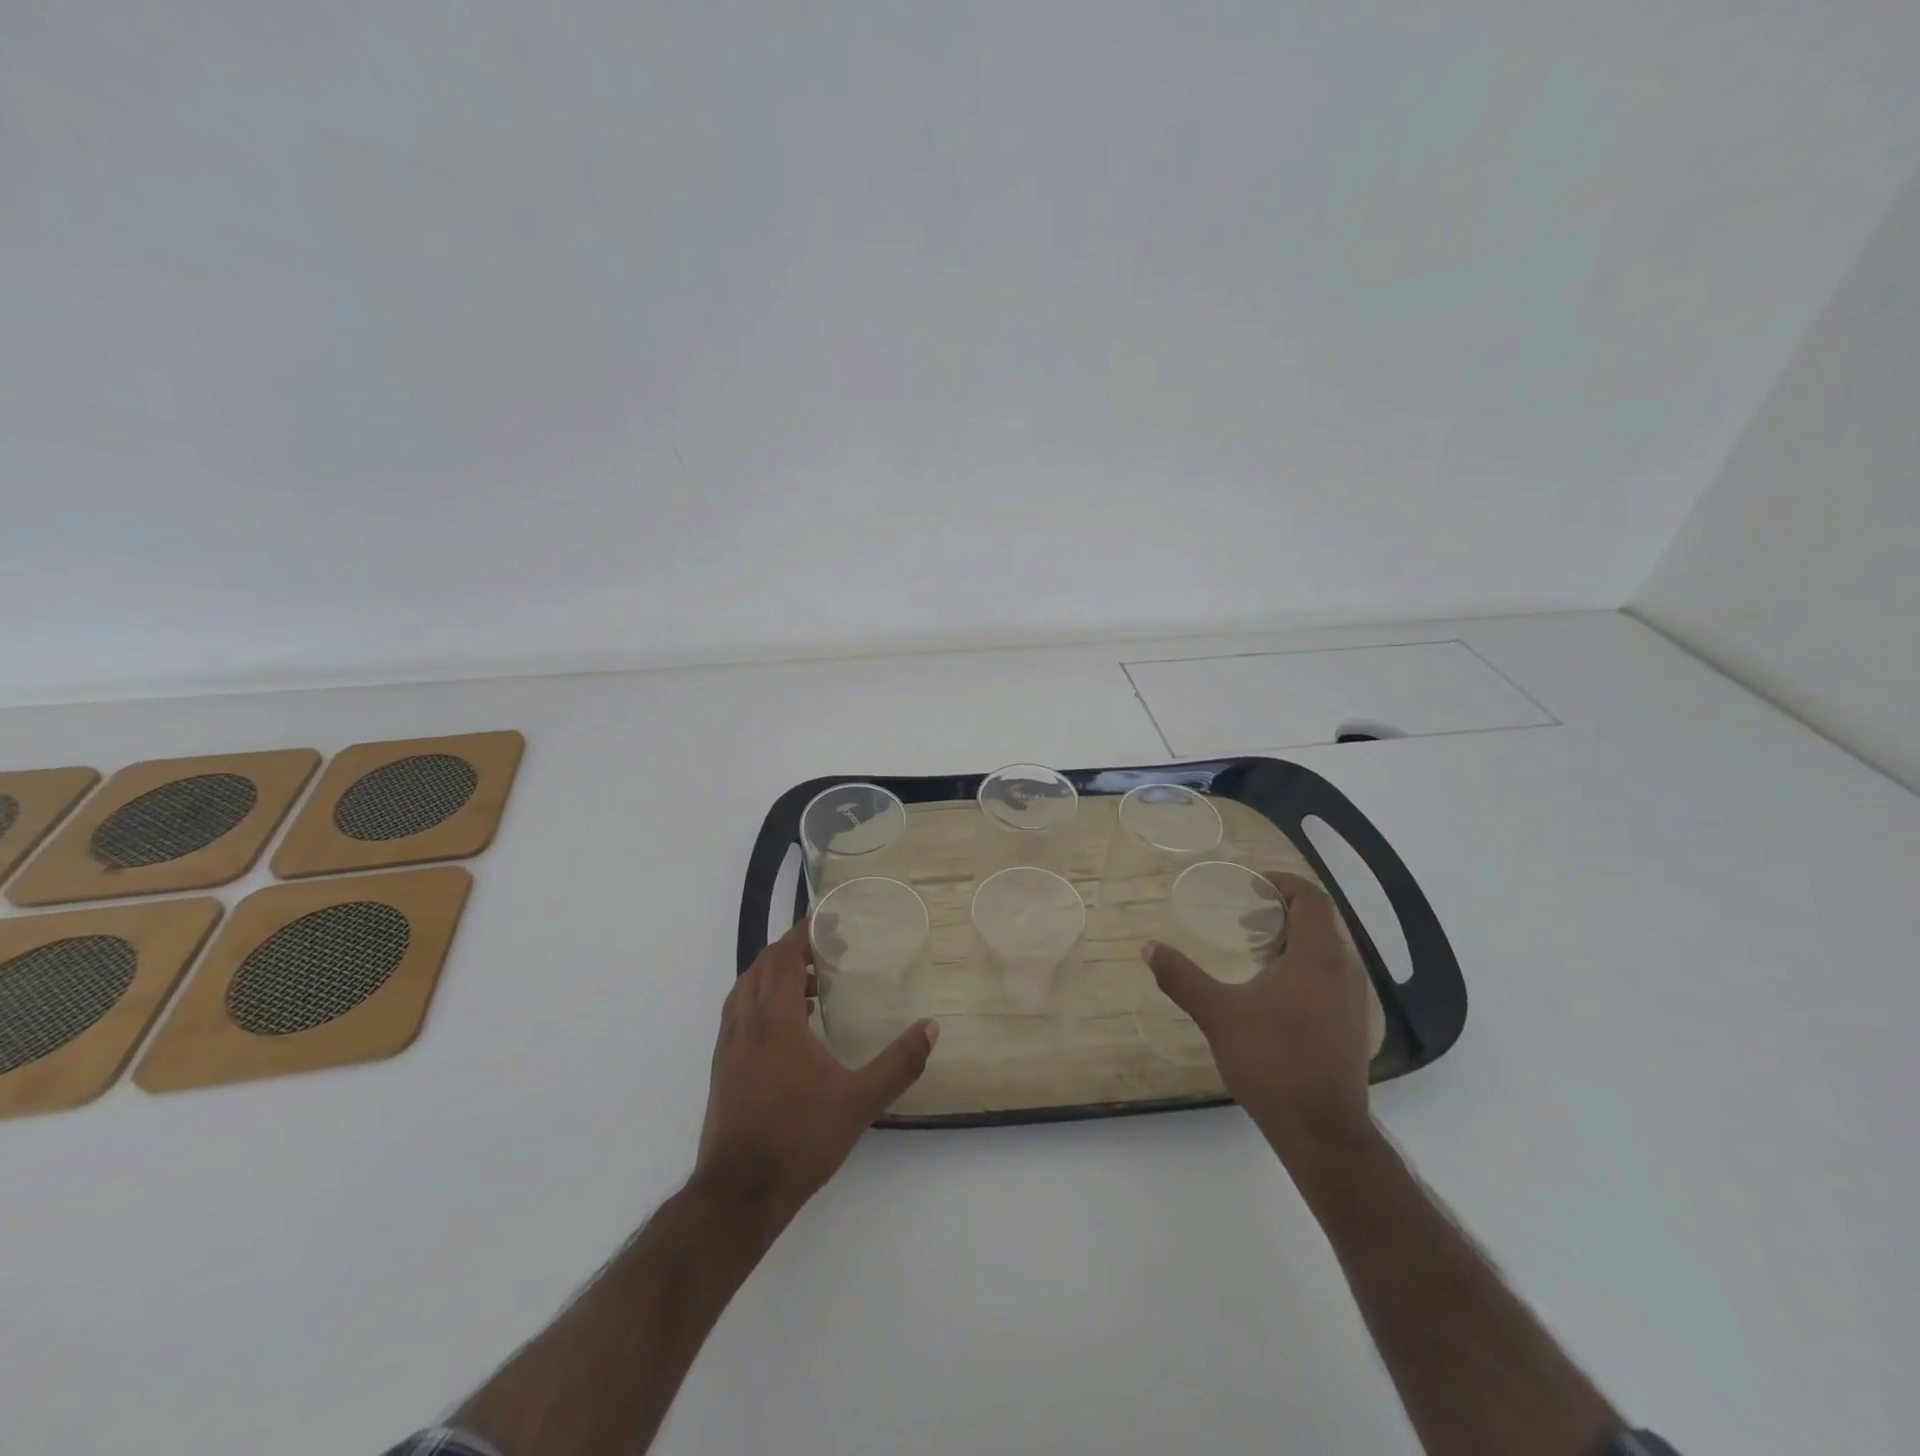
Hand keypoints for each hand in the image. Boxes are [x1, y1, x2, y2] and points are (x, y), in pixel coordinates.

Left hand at [696, 921, 937, 1222]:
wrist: (738, 1195)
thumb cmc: (799, 1140)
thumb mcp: (859, 1102)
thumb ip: (898, 1063)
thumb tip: (932, 1027)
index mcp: (774, 1021)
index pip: (783, 958)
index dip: (802, 933)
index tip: (825, 919)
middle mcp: (746, 1024)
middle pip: (762, 968)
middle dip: (792, 950)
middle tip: (827, 949)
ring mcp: (729, 1047)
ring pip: (746, 990)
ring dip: (774, 975)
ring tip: (811, 984)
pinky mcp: (723, 1069)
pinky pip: (740, 1014)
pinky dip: (762, 1000)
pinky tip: (788, 1026)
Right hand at [1142, 873, 1374, 1167]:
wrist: (1322, 1130)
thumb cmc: (1272, 1061)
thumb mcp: (1218, 1014)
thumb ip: (1182, 977)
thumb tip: (1150, 948)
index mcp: (1318, 957)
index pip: (1312, 899)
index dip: (1284, 885)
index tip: (1252, 887)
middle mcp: (1345, 971)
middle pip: (1321, 922)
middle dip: (1283, 913)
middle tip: (1245, 920)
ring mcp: (1354, 1002)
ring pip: (1328, 952)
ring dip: (1294, 942)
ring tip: (1255, 954)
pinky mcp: (1353, 1027)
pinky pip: (1332, 978)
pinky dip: (1305, 968)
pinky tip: (1274, 994)